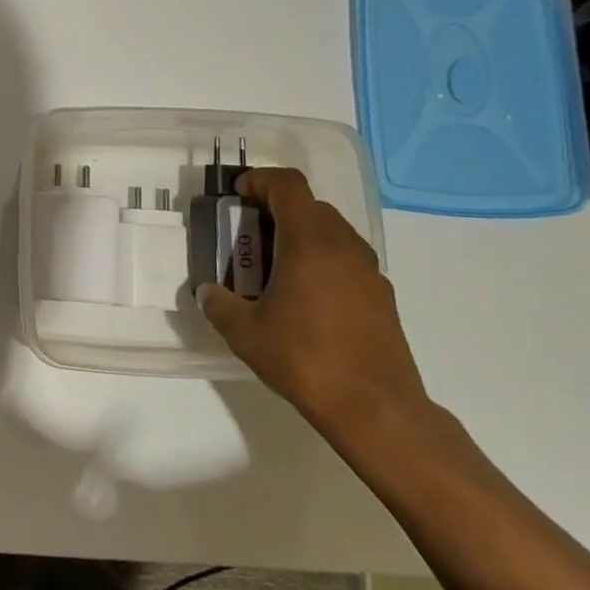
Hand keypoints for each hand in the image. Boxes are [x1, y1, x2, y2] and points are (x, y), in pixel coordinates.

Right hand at [196, 167, 429, 437]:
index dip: (259, 181)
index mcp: (310, 241)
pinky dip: (318, 260)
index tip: (235, 196)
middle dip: (273, 211)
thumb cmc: (304, 358)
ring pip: (328, 232)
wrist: (375, 408)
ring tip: (269, 269)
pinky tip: (300, 298)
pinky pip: (343, 259)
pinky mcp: (380, 295)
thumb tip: (209, 292)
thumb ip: (218, 303)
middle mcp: (344, 245)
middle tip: (244, 237)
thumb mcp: (244, 332)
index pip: (287, 185)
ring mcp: (368, 270)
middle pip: (308, 206)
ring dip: (296, 236)